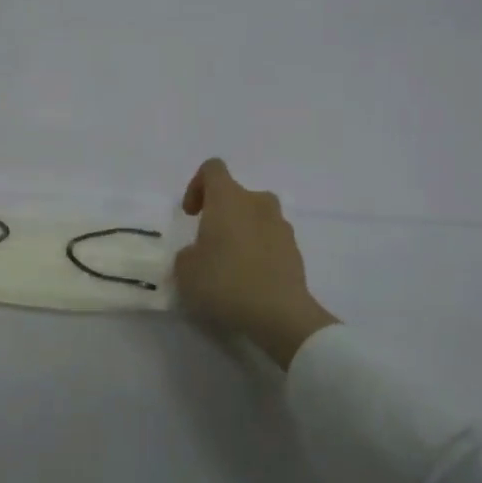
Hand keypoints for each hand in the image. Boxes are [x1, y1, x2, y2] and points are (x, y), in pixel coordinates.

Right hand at [175, 159, 338, 369]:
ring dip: (242, 231)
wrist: (279, 313)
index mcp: (228, 198)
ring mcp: (281, 225)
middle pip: (236, 194)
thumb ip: (187, 254)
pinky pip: (271, 239)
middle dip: (220, 213)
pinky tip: (249, 279)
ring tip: (230, 263)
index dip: (197, 185)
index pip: (212, 169)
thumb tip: (199, 253)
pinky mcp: (295, 249)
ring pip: (256, 216)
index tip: (191, 214)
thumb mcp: (186, 270)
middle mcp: (257, 202)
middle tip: (208, 243)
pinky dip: (259, 250)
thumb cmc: (225, 282)